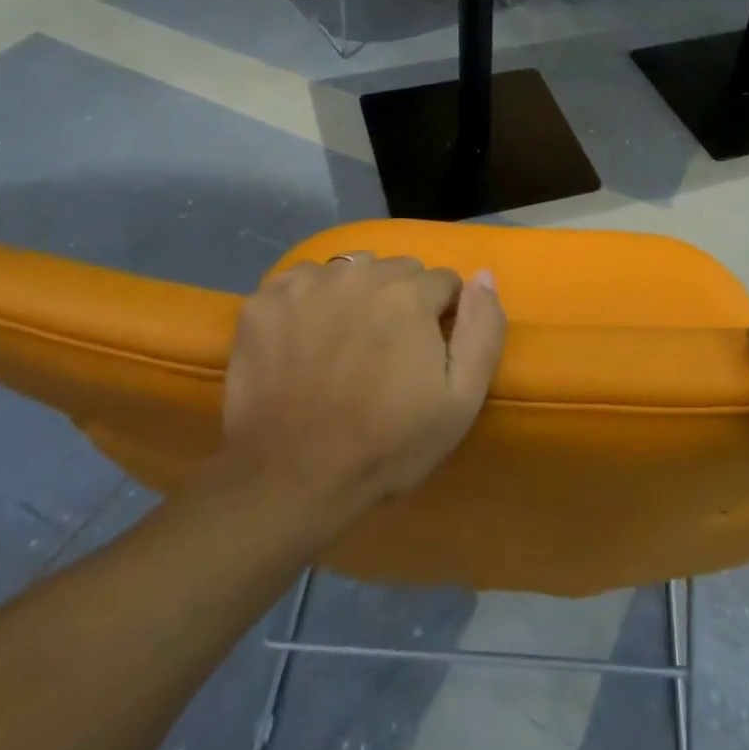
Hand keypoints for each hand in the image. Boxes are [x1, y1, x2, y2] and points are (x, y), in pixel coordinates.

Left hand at [216, 254, 507, 520]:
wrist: (289, 479)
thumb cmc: (385, 444)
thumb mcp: (460, 400)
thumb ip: (483, 329)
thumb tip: (484, 275)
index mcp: (408, 294)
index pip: (443, 281)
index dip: (441, 317)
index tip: (425, 354)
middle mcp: (358, 273)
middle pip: (397, 270)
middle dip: (401, 301)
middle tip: (385, 351)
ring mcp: (306, 284)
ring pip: (350, 270)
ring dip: (356, 296)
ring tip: (343, 344)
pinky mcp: (264, 300)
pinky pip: (302, 281)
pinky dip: (309, 301)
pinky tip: (304, 339)